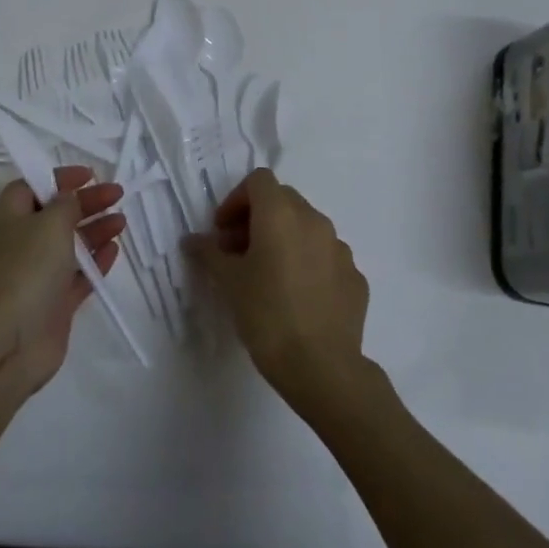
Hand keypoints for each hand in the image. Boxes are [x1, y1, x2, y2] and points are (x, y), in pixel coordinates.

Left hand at [0, 166, 124, 391]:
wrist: (11, 339)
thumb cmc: (28, 268)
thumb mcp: (50, 222)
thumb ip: (65, 205)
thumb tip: (70, 198)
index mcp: (12, 217)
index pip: (32, 186)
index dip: (58, 177)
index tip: (89, 175)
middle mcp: (23, 242)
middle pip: (56, 214)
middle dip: (85, 202)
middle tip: (116, 194)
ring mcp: (39, 274)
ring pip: (70, 244)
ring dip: (95, 230)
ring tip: (121, 221)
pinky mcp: (55, 302)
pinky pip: (78, 275)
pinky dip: (96, 261)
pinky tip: (115, 250)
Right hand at [186, 169, 370, 413]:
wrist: (321, 366)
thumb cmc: (266, 315)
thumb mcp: (228, 282)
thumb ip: (208, 253)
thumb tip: (193, 240)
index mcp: (281, 214)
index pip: (259, 181)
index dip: (236, 200)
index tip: (222, 232)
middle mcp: (315, 221)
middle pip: (283, 200)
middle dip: (257, 218)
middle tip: (238, 252)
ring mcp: (340, 249)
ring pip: (307, 228)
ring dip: (284, 239)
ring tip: (267, 275)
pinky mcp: (355, 277)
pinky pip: (326, 257)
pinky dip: (307, 263)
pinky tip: (296, 297)